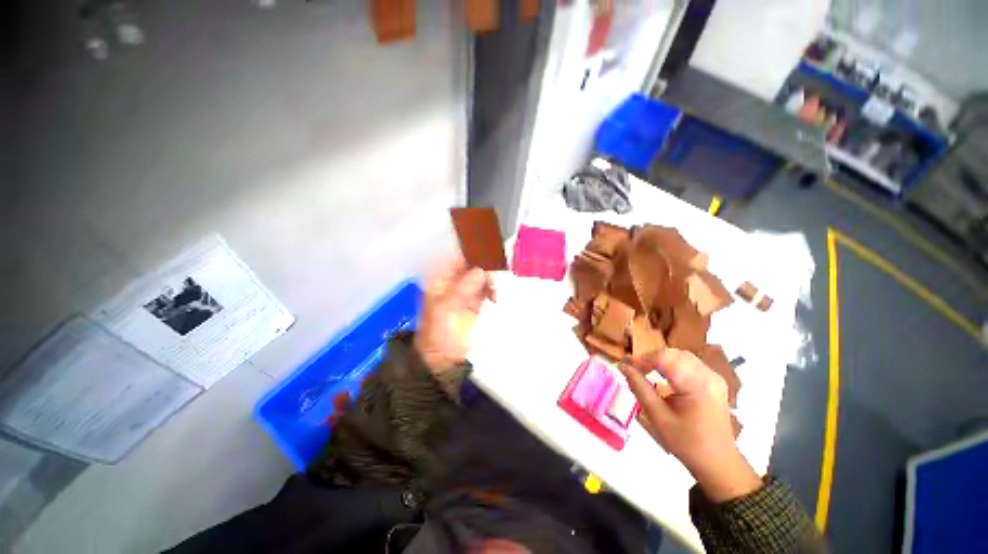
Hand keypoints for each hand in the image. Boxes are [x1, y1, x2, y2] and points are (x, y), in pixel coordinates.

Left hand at [415, 258, 493, 374]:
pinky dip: (492, 291)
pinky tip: (496, 296)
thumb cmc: (440, 332)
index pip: (456, 258)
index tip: (489, 252)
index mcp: (440, 280)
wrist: (443, 359)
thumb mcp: (447, 308)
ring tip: (496, 289)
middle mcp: (452, 282)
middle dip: (484, 266)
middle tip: (498, 270)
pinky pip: (485, 291)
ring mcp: (464, 293)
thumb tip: (481, 270)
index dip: (471, 253)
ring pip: (480, 278)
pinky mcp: (474, 304)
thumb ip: (464, 287)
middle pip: (471, 266)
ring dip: (489, 280)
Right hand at [620, 349, 760, 501]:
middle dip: (650, 358)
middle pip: (673, 354)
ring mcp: (714, 377)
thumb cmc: (686, 442)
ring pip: (681, 356)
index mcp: (696, 385)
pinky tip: (663, 375)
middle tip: (634, 368)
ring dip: (661, 360)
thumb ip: (639, 387)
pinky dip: (672, 364)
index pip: (663, 359)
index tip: (624, 364)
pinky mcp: (714, 381)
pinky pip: (689, 363)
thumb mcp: (658, 417)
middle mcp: (708, 376)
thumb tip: (623, 367)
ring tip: (646, 371)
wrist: (718, 462)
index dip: (641, 358)